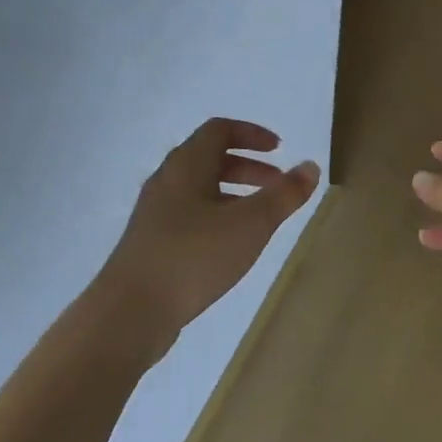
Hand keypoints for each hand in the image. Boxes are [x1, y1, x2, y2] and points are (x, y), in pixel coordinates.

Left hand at [101, 118, 319, 335]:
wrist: (130, 311)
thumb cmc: (194, 256)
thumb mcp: (250, 224)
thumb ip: (284, 195)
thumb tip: (310, 166)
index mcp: (186, 165)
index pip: (219, 130)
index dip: (252, 134)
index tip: (279, 150)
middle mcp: (167, 181)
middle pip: (210, 159)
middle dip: (249, 167)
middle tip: (278, 186)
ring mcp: (156, 213)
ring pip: (200, 189)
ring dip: (234, 193)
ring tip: (261, 217)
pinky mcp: (152, 242)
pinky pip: (191, 214)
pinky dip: (218, 216)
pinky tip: (232, 244)